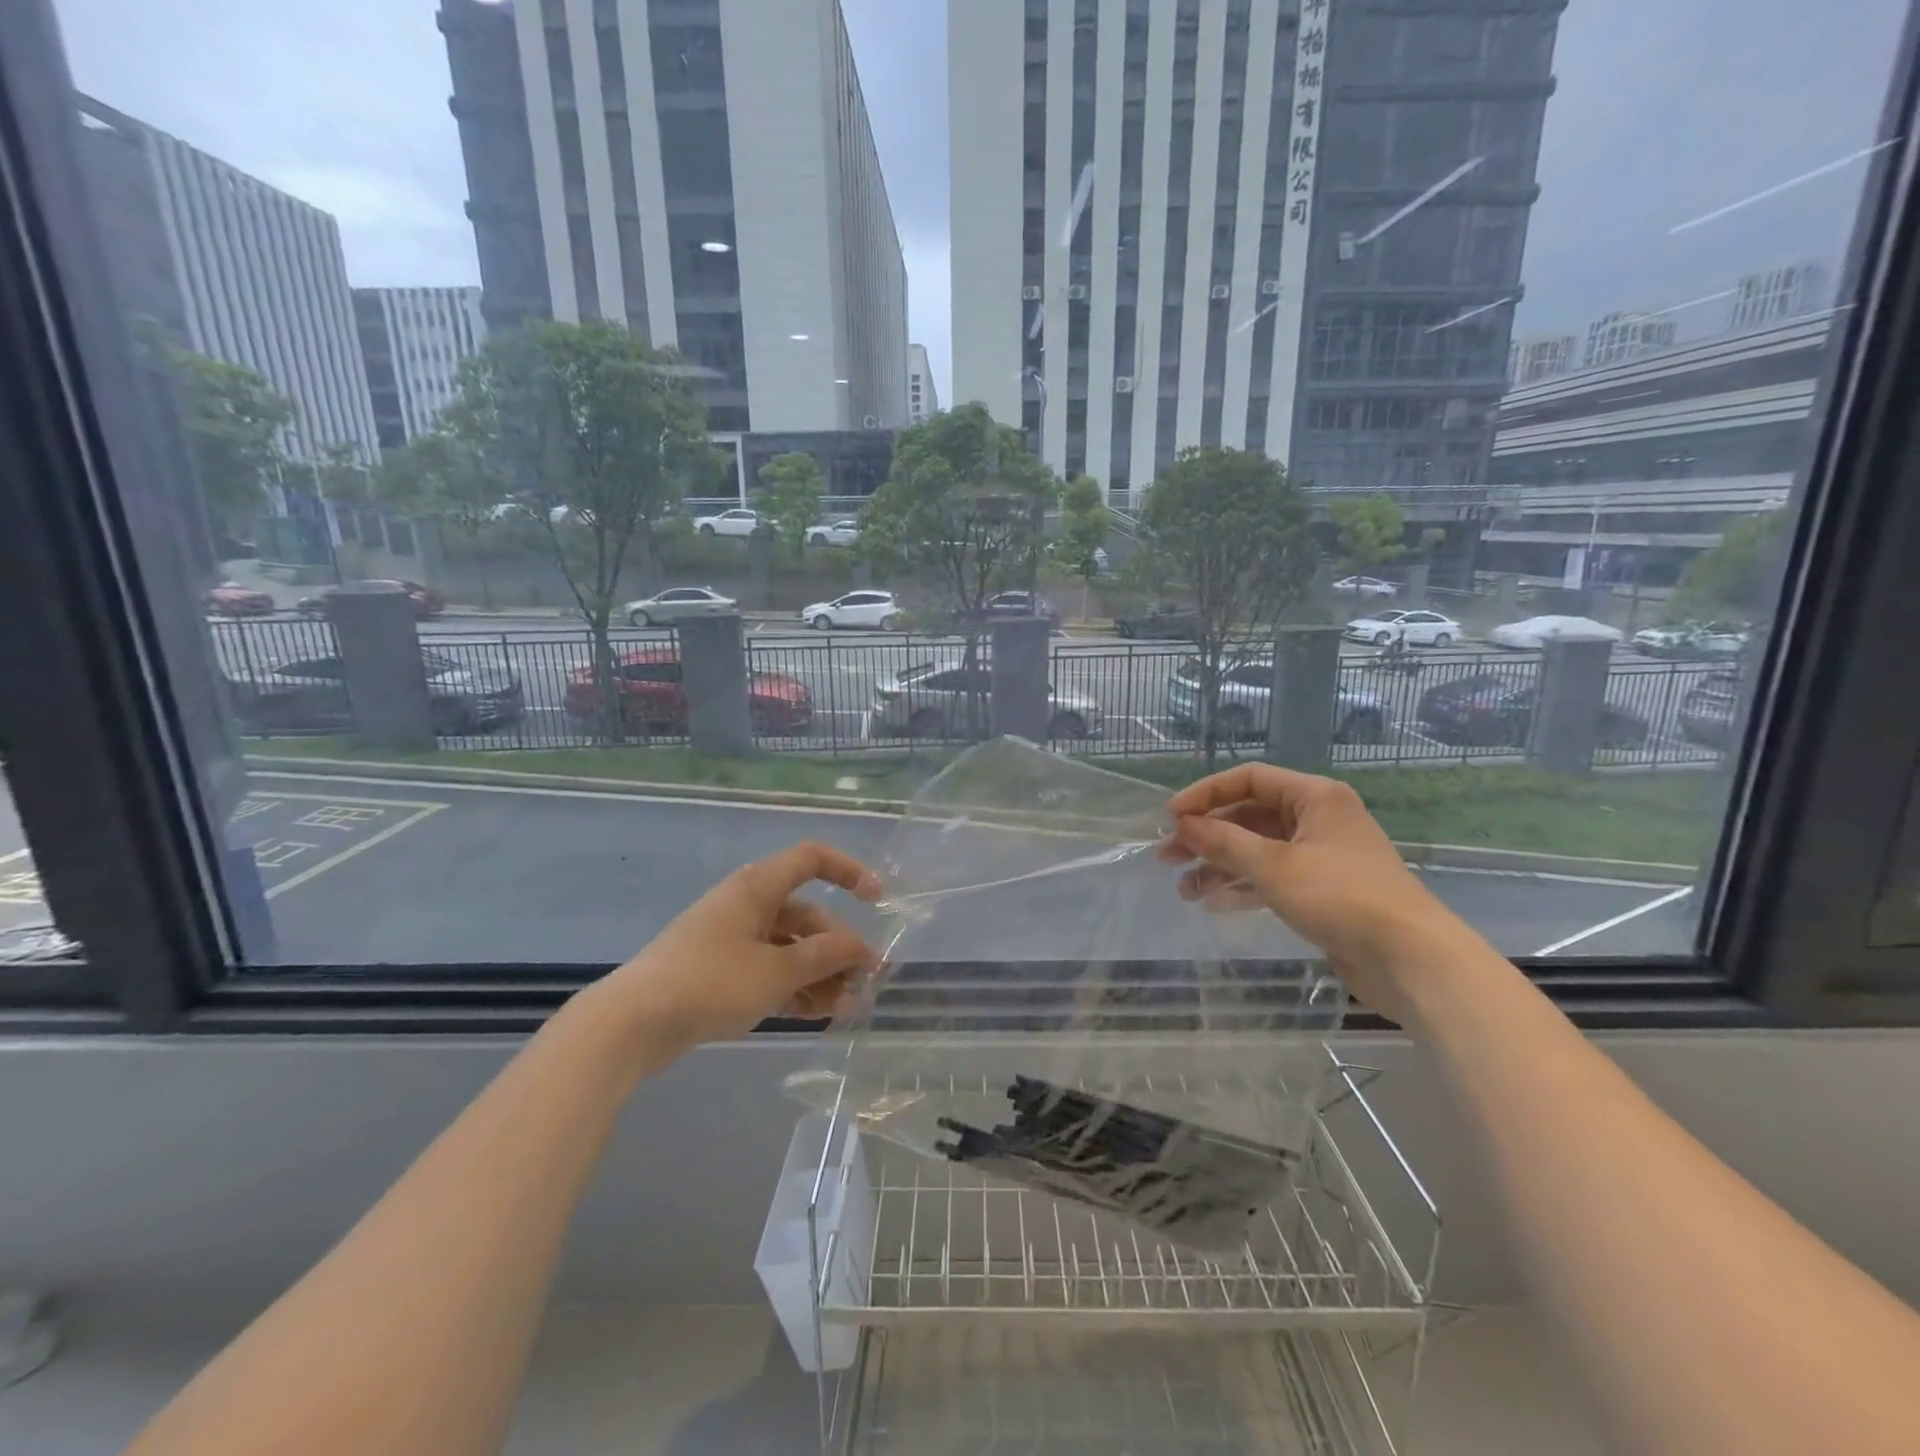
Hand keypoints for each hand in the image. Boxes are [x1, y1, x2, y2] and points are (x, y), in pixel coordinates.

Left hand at [598, 842, 881, 1058]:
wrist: (632, 1023)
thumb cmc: (710, 982)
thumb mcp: (776, 971)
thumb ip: (825, 956)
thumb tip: (862, 948)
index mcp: (758, 888)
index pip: (811, 859)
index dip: (848, 871)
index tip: (877, 900)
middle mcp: (748, 906)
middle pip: (806, 916)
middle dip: (839, 948)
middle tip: (865, 982)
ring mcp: (732, 940)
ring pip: (790, 949)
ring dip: (820, 974)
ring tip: (845, 1009)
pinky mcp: (720, 972)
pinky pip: (769, 970)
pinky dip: (794, 988)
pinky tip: (817, 1015)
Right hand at [1157, 764, 1466, 1021]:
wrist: (1409, 958)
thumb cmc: (1340, 896)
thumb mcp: (1274, 865)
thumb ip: (1224, 842)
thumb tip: (1184, 824)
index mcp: (1314, 797)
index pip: (1249, 779)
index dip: (1206, 794)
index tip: (1171, 816)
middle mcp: (1317, 819)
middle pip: (1249, 817)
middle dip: (1206, 836)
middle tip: (1167, 856)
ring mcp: (1320, 856)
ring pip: (1257, 850)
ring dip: (1219, 866)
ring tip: (1183, 889)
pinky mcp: (1321, 891)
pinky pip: (1271, 878)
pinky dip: (1242, 886)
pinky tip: (1212, 902)